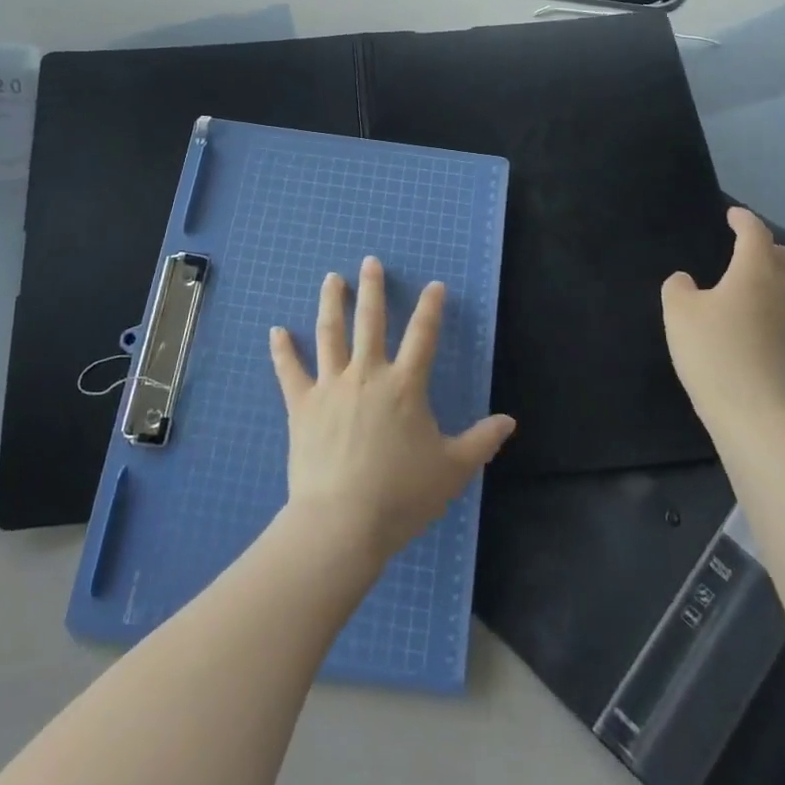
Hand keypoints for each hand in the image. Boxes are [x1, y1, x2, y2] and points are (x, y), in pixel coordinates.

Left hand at [270, 258, 514, 559]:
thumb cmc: (401, 495)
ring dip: (332, 303)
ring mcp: (331, 386)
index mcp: (404, 386)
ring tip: (332, 278)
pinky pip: (290, 371)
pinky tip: (276, 330)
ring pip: (330, 334)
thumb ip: (481, 441)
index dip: (431, 308)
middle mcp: (367, 375)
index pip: (423, 336)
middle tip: (370, 262)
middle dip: (373, 289)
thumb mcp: (452, 470)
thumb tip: (509, 420)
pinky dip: (282, 350)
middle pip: (371, 321)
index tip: (435, 285)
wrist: (342, 521)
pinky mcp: (302, 405)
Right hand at [661, 208, 784, 442]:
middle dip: (769, 247)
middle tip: (749, 249)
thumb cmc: (712, 352)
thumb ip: (678, 288)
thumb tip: (687, 281)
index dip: (744, 220)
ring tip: (771, 283)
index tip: (733, 215)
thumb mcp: (678, 312)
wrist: (753, 413)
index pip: (755, 234)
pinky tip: (780, 322)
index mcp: (754, 272)